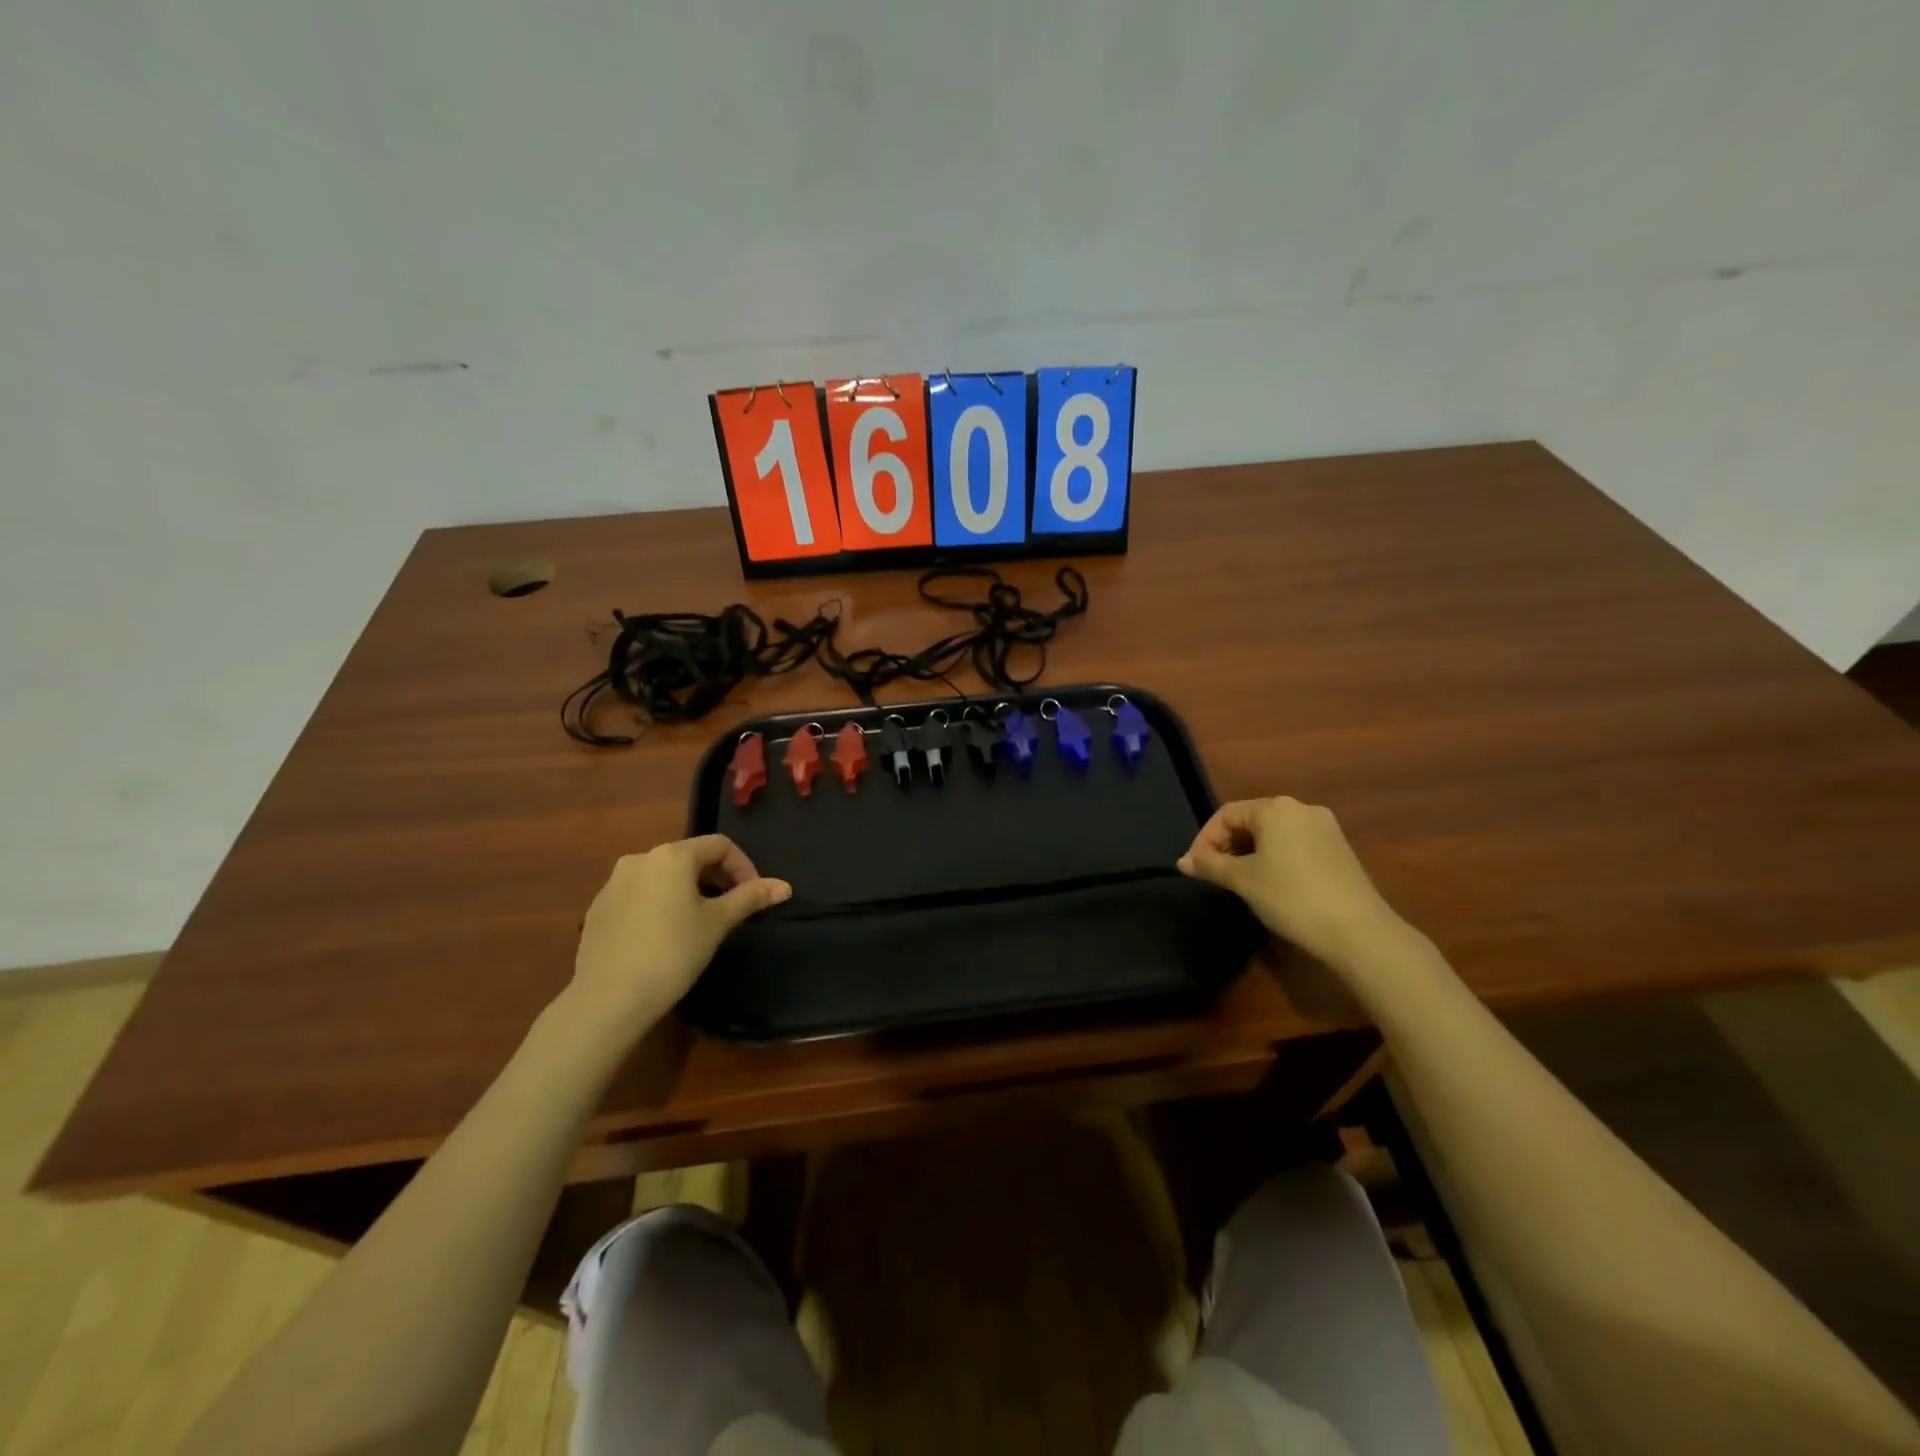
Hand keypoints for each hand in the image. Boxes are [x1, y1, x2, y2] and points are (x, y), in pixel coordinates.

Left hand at [568, 836, 790, 1030]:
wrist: (608, 999)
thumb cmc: (672, 953)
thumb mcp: (717, 923)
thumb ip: (750, 898)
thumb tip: (785, 886)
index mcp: (671, 855)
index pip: (719, 845)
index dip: (744, 866)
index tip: (754, 897)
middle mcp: (639, 858)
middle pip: (690, 858)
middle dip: (716, 879)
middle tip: (731, 911)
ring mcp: (613, 883)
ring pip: (663, 877)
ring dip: (688, 891)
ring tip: (699, 924)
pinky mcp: (598, 908)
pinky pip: (640, 894)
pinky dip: (660, 904)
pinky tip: (664, 937)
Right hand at [1178, 797, 1404, 968]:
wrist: (1358, 931)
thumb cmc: (1291, 896)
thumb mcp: (1243, 880)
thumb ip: (1210, 865)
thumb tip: (1182, 862)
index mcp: (1276, 808)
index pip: (1227, 814)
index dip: (1205, 839)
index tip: (1195, 868)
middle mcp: (1301, 809)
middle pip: (1251, 820)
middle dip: (1227, 845)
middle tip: (1213, 874)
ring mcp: (1325, 829)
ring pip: (1273, 834)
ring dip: (1249, 853)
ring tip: (1237, 881)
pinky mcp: (1338, 850)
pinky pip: (1294, 845)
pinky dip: (1274, 858)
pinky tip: (1270, 884)